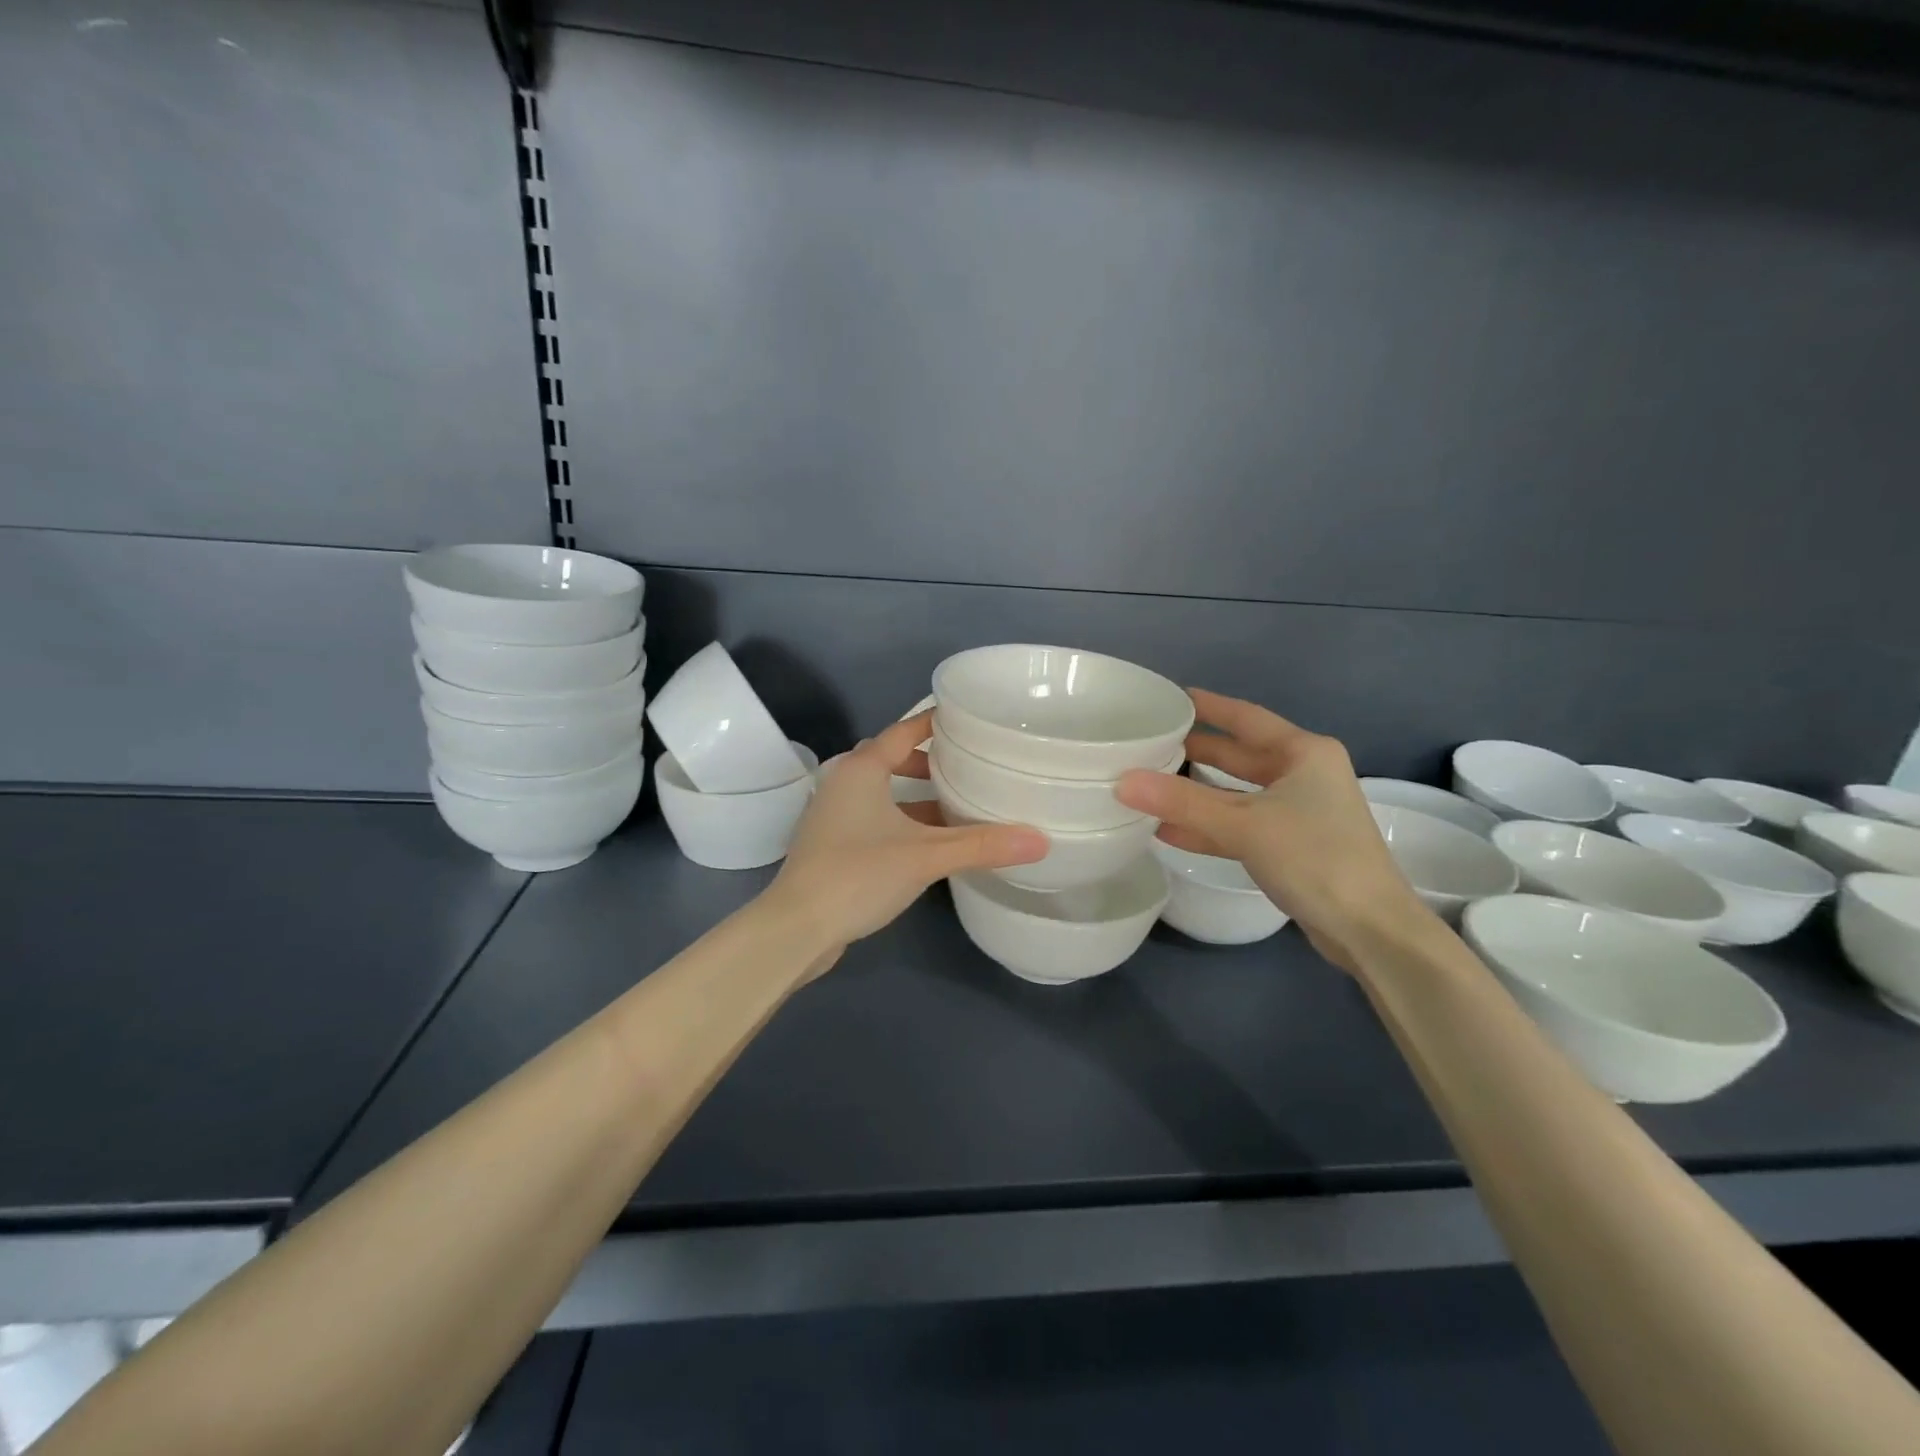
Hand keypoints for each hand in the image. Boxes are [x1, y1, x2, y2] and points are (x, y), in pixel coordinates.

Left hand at [767, 710, 1046, 967]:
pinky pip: (876, 819)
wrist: (796, 928)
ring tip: (959, 806)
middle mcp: (844, 783)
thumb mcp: (925, 856)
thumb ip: (981, 845)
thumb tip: (1041, 840)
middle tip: (969, 768)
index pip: (904, 731)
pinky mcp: (834, 845)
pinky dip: (904, 822)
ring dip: (917, 797)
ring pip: (883, 793)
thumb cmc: (857, 875)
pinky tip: (931, 843)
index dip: (936, 723)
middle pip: (892, 759)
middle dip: (930, 762)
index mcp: (861, 770)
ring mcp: (835, 816)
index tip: (971, 722)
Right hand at [1114, 689, 1430, 970]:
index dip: (1207, 706)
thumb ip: (1182, 803)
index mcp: (1304, 753)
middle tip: (1148, 745)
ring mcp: (1299, 812)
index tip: (1169, 698)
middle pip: (1239, 756)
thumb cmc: (1315, 858)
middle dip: (1195, 752)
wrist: (1369, 928)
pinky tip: (1167, 830)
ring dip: (1196, 794)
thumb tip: (1123, 781)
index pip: (1245, 718)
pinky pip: (1240, 825)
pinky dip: (1208, 827)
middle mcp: (1303, 775)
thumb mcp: (1244, 825)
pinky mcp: (1290, 846)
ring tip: (1148, 785)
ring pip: (1236, 794)